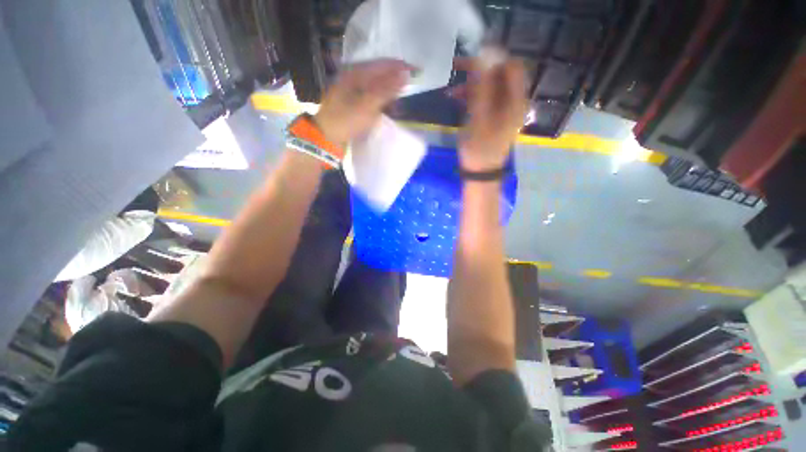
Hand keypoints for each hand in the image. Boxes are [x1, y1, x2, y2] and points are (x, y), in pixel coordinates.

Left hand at [314, 59, 411, 144]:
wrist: (326, 137)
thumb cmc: (346, 120)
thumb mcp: (367, 106)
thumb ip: (386, 90)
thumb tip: (406, 73)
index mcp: (356, 73)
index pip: (384, 64)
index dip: (402, 67)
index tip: (418, 72)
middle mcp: (355, 77)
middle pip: (382, 75)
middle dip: (396, 83)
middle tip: (409, 93)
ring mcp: (354, 90)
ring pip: (378, 87)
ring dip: (390, 96)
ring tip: (398, 108)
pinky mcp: (354, 102)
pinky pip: (373, 98)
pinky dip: (382, 104)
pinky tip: (388, 112)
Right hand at [455, 56, 526, 171]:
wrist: (480, 173)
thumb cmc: (479, 148)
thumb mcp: (479, 118)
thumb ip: (482, 87)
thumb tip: (484, 54)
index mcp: (515, 101)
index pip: (511, 65)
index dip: (492, 58)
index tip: (470, 58)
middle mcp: (514, 102)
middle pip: (501, 74)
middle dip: (479, 70)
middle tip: (457, 69)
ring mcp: (504, 110)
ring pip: (491, 86)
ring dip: (473, 84)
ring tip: (452, 91)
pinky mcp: (494, 117)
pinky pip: (485, 98)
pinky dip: (472, 96)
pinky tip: (457, 99)